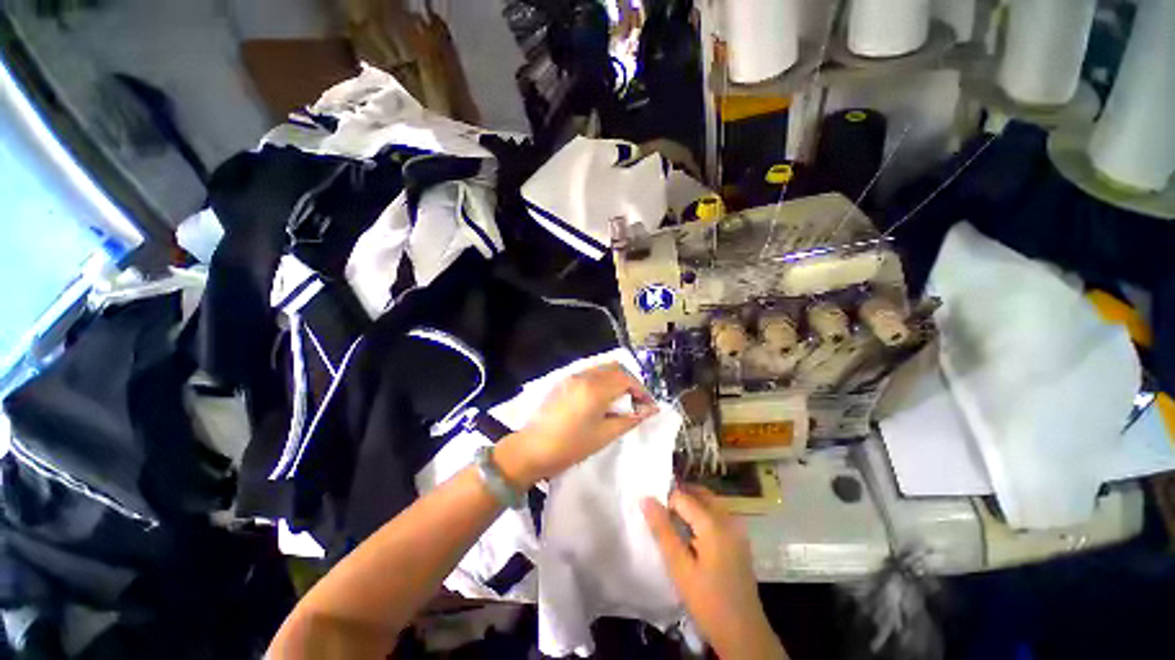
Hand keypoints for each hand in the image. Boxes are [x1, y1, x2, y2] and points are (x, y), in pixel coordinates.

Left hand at [495, 363, 656, 487]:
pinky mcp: (563, 381)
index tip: (648, 405)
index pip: (626, 379)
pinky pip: (589, 373)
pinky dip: (602, 380)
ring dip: (616, 379)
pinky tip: (602, 397)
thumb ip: (629, 419)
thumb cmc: (571, 446)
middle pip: (615, 368)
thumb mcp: (604, 435)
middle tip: (637, 401)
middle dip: (630, 381)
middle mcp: (584, 376)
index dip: (641, 390)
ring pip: (602, 368)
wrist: (532, 449)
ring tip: (621, 400)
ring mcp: (572, 376)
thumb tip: (650, 410)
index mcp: (595, 389)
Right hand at [643, 487, 786, 659]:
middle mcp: (728, 519)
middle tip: (662, 515)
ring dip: (691, 505)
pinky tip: (692, 536)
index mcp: (713, 524)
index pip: (682, 496)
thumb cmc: (708, 601)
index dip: (665, 502)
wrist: (744, 634)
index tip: (654, 517)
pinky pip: (718, 515)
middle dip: (680, 498)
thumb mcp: (679, 567)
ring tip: (673, 524)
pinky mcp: (740, 540)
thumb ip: (662, 530)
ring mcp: (737, 530)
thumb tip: (646, 499)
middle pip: (700, 494)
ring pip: (710, 503)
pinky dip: (702, 515)